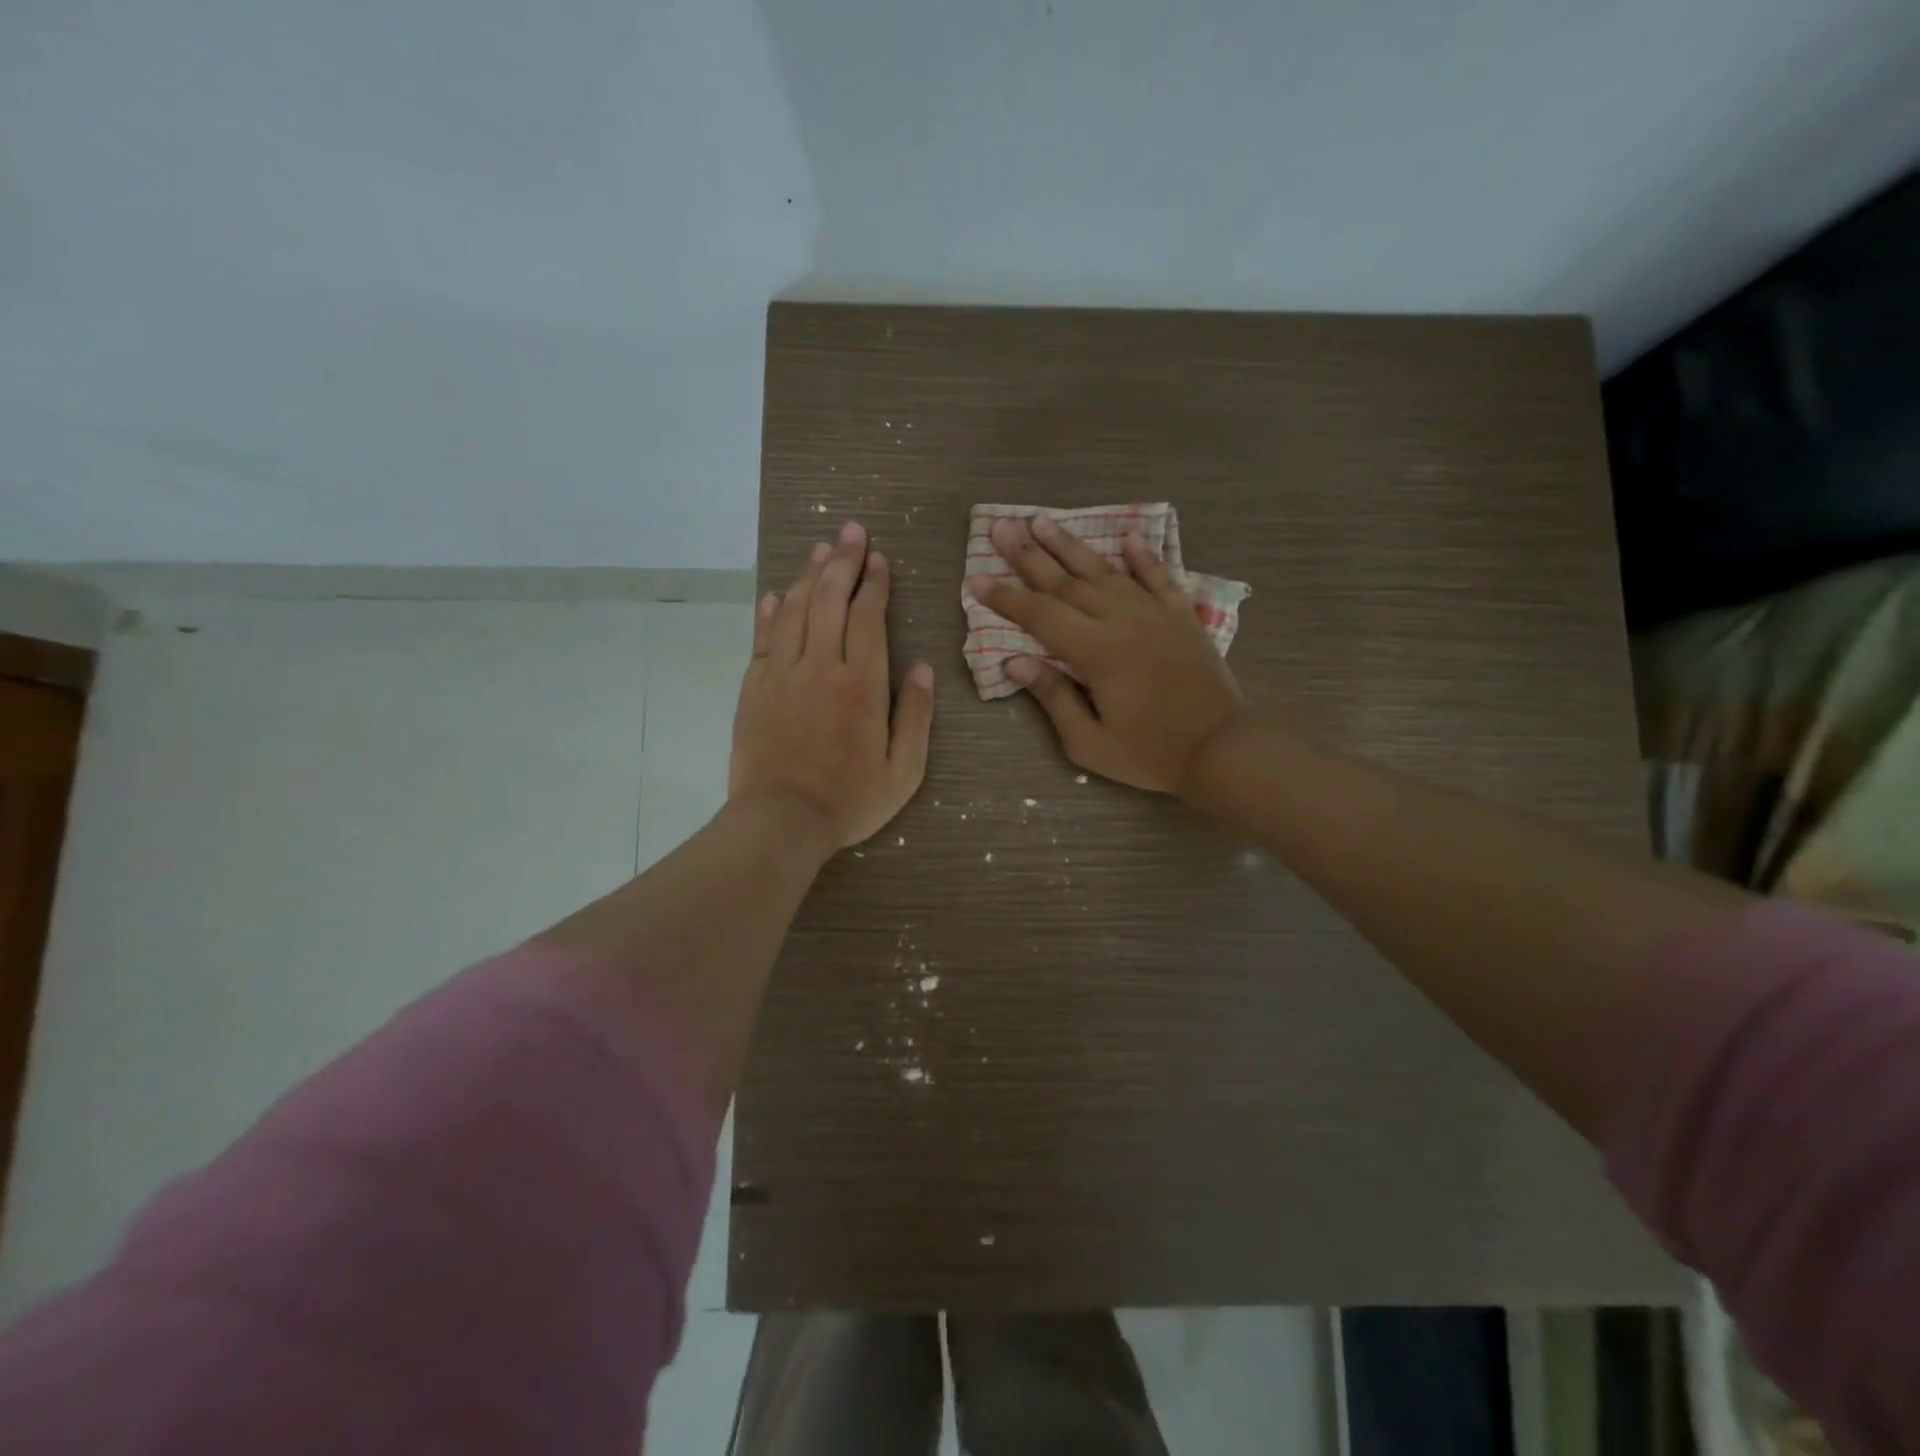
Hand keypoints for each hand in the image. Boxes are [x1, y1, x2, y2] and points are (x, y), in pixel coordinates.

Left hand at [732, 521, 934, 848]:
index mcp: (862, 684)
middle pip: (830, 600)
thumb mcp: (904, 770)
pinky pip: (763, 638)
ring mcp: (782, 674)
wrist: (781, 821)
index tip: (879, 558)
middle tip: (850, 530)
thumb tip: (922, 667)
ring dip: (809, 575)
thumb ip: (916, 715)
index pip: (868, 617)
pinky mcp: (754, 688)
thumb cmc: (850, 800)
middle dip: (842, 561)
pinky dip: (771, 611)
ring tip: (820, 548)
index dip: (875, 583)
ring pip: (796, 610)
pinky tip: (778, 594)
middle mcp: (821, 666)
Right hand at [969, 515, 1243, 794]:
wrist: (1222, 749)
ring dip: (1071, 545)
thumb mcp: (1089, 742)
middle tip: (1001, 528)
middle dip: (1029, 556)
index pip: (1040, 615)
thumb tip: (1014, 662)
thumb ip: (1053, 697)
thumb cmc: (1150, 754)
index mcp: (1096, 652)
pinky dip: (1143, 556)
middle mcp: (1122, 620)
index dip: (1006, 598)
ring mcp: (1155, 613)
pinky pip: (1159, 577)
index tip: (977, 579)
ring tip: (1044, 521)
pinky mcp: (1182, 616)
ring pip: (1105, 571)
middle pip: (1066, 582)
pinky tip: (1128, 536)